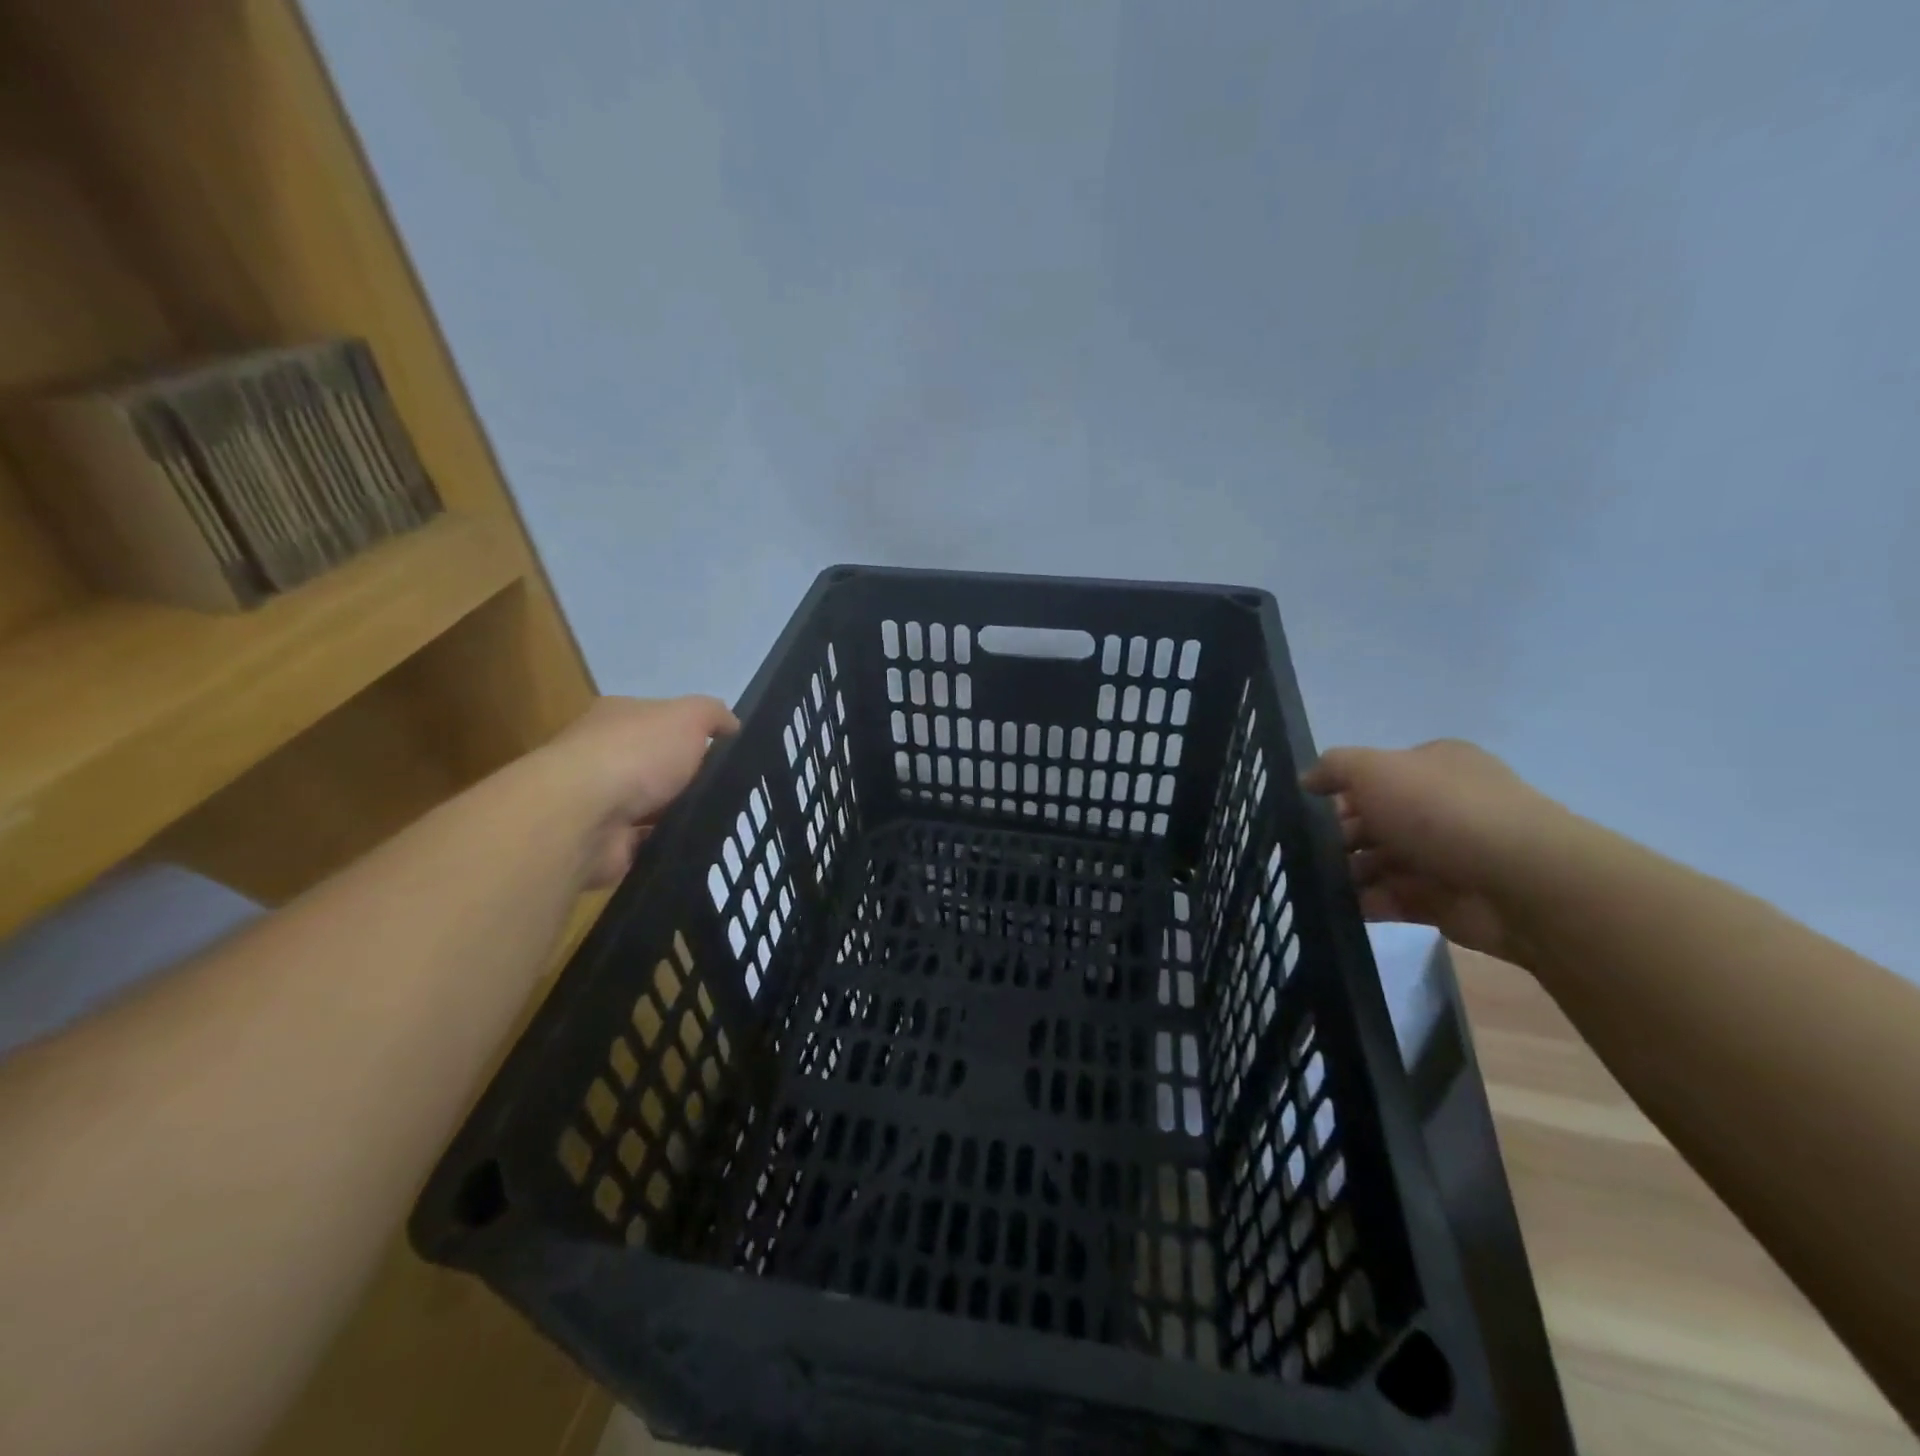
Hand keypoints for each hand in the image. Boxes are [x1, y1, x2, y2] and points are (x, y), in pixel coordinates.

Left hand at [532, 695, 738, 887]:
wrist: (583, 817)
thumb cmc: (636, 755)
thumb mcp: (689, 716)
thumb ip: (713, 714)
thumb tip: (732, 726)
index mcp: (618, 718)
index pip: (660, 721)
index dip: (695, 734)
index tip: (728, 754)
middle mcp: (602, 756)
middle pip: (658, 766)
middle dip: (690, 778)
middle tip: (731, 791)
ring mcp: (599, 802)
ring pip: (653, 807)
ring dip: (680, 814)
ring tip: (723, 823)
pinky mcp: (603, 843)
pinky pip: (646, 844)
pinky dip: (667, 845)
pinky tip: (695, 847)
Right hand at [1302, 740, 1563, 964]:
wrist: (1520, 881)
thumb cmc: (1441, 810)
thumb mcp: (1374, 769)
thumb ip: (1334, 768)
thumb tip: (1307, 779)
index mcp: (1435, 766)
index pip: (1376, 775)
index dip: (1339, 790)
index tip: (1304, 809)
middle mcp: (1443, 806)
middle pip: (1374, 819)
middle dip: (1337, 835)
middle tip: (1299, 850)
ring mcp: (1446, 856)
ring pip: (1379, 861)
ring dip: (1345, 871)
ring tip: (1309, 881)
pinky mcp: (1445, 901)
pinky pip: (1391, 899)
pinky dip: (1363, 903)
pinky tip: (1332, 907)